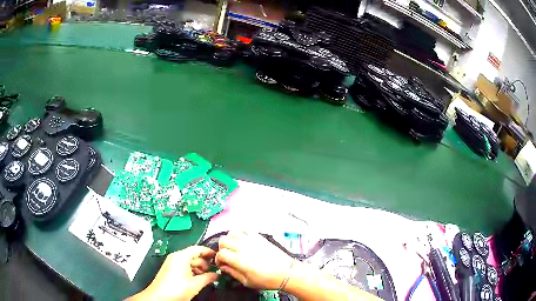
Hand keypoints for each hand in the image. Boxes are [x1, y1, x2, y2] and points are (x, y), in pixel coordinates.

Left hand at [129, 246, 217, 300]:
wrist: (159, 297)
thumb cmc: (177, 289)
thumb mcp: (195, 284)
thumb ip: (208, 278)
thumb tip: (217, 275)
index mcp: (181, 256)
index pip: (198, 249)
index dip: (209, 252)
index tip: (218, 257)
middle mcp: (176, 257)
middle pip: (193, 255)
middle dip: (204, 263)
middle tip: (214, 271)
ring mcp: (171, 263)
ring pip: (189, 261)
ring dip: (198, 268)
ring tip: (206, 277)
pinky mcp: (170, 269)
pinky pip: (183, 266)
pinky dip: (191, 271)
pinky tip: (197, 279)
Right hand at [215, 231, 293, 289]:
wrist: (286, 272)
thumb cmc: (267, 280)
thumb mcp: (247, 282)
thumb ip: (233, 273)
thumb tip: (223, 267)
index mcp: (240, 260)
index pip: (221, 254)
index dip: (218, 259)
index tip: (222, 264)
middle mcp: (243, 247)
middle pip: (223, 240)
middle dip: (222, 249)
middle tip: (227, 256)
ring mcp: (251, 240)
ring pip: (232, 232)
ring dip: (229, 240)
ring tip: (234, 248)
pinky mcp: (259, 237)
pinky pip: (245, 229)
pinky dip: (240, 233)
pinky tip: (243, 241)